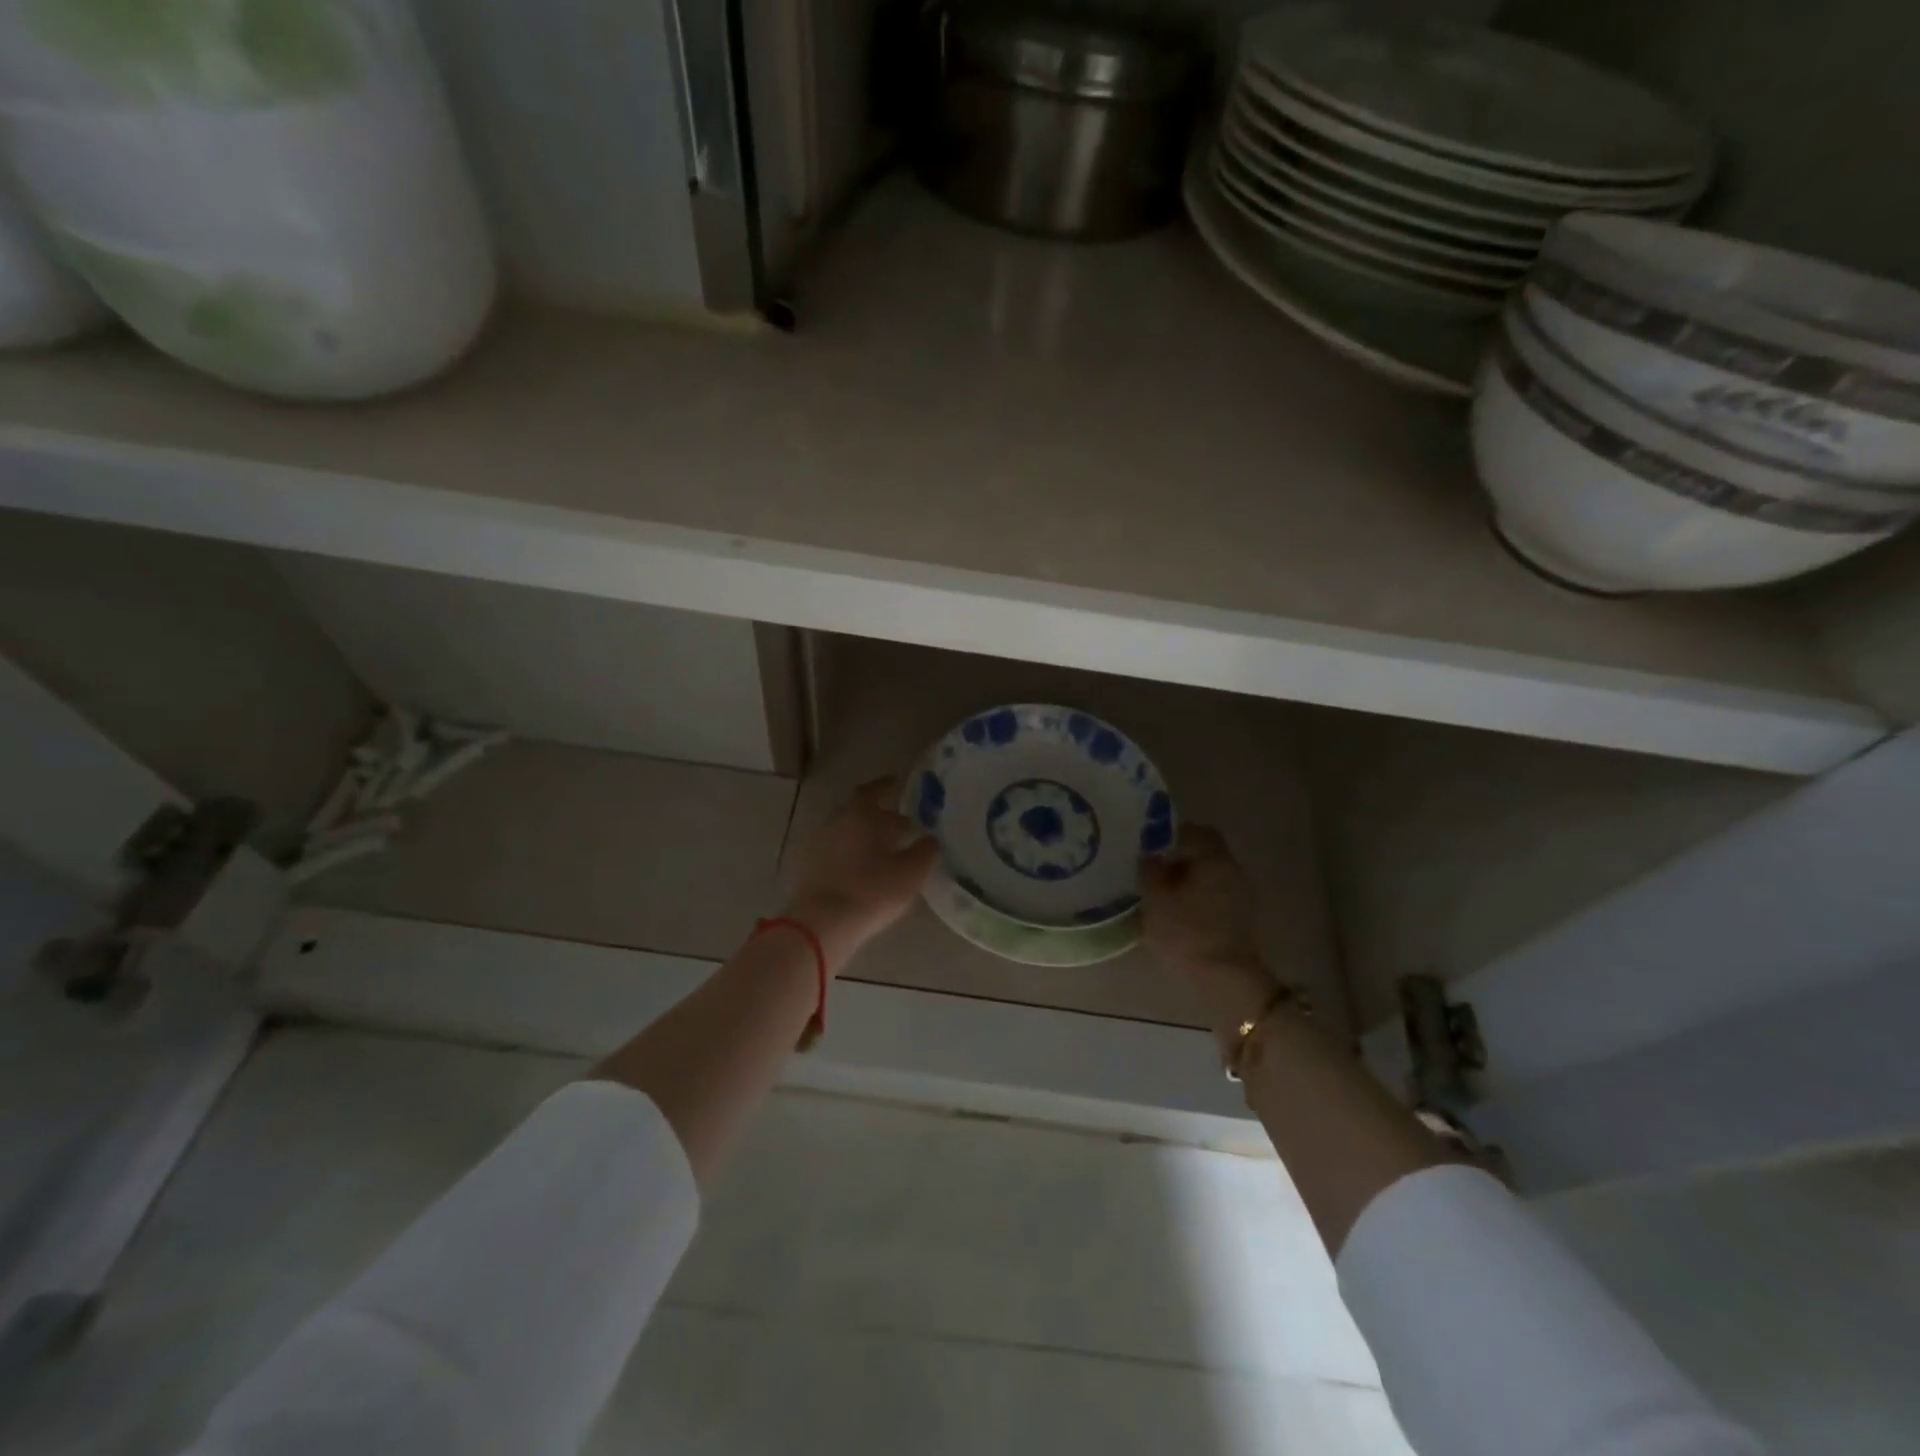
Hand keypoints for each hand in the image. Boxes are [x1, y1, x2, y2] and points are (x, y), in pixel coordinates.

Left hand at [783, 776, 939, 971]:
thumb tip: (930, 838)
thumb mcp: (911, 872)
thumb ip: (926, 851)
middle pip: (859, 810)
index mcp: (860, 813)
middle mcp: (836, 821)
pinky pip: (836, 851)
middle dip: (880, 815)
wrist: (821, 924)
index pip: (874, 790)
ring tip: (887, 851)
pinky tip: (866, 870)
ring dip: (866, 836)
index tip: (899, 783)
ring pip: (847, 832)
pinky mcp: (809, 867)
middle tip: (902, 826)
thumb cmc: (871, 890)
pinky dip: (852, 854)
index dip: (888, 786)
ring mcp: (819, 844)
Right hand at [1141, 825, 1275, 1032]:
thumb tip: (1151, 855)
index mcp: (1214, 858)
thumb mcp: (1155, 898)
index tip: (1151, 847)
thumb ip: (1150, 870)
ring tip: (1162, 894)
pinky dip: (1198, 897)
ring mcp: (1241, 894)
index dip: (1172, 835)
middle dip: (1180, 858)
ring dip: (1189, 880)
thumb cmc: (1185, 932)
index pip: (1195, 831)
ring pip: (1211, 875)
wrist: (1224, 979)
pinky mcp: (1241, 918)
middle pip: (1205, 852)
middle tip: (1153, 871)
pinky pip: (1216, 895)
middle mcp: (1233, 869)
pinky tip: (1179, 913)